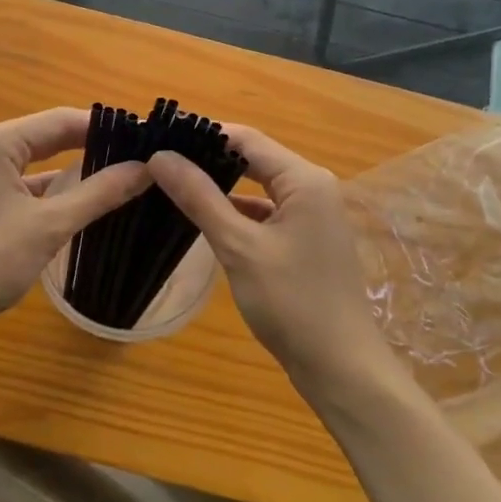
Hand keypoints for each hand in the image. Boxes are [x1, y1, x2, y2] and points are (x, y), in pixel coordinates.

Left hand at [0, 108, 150, 339]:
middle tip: (141, 155)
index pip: (62, 120)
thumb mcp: (49, 226)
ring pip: (40, 162)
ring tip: (124, 174)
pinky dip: (56, 190)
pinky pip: (28, 183)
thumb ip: (99, 193)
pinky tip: (87, 201)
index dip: (106, 127)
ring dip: (77, 169)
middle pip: (50, 136)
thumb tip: (146, 168)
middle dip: (94, 145)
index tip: (146, 137)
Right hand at [148, 127, 387, 383]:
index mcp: (304, 179)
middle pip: (254, 158)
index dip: (202, 134)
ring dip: (222, 185)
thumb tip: (161, 156)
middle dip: (209, 158)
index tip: (159, 137)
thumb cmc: (291, 302)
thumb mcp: (238, 246)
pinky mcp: (306, 239)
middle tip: (160, 161)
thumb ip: (200, 197)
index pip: (245, 138)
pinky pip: (267, 212)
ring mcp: (313, 214)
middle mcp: (313, 187)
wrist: (341, 367)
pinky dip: (238, 211)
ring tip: (174, 183)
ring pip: (259, 186)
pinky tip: (207, 218)